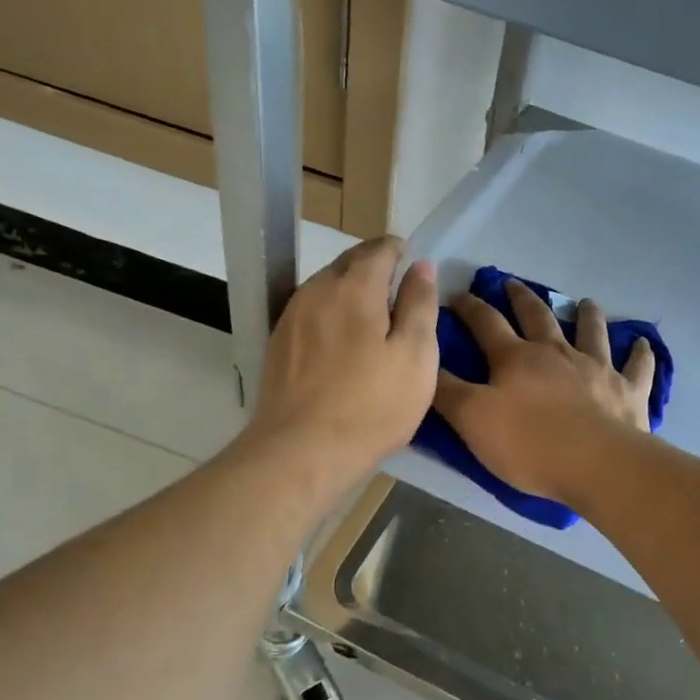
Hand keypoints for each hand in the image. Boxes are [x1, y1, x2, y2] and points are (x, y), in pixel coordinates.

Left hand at [242, 237, 438, 495]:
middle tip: (396, 292)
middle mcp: (316, 290)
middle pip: (348, 263)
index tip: (412, 265)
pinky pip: (310, 313)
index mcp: (355, 286)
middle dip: (373, 267)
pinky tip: (340, 342)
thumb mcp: (416, 356)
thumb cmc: (371, 405)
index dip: (399, 251)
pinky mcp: (278, 344)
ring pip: (326, 287)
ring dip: (349, 291)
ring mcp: (291, 316)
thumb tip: (421, 266)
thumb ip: (420, 305)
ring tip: (371, 318)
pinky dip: (329, 315)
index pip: (379, 249)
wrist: (300, 451)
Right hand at [433, 280, 654, 505]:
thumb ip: (446, 391)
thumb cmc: (529, 444)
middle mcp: (556, 353)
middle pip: (537, 317)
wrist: (596, 464)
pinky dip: (640, 353)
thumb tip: (426, 360)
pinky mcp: (628, 391)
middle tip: (513, 284)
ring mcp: (597, 368)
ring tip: (585, 302)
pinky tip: (643, 343)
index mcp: (516, 358)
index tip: (457, 294)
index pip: (486, 323)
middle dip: (521, 298)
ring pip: (591, 331)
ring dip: (586, 315)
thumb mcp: (472, 420)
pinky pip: (637, 366)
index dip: (469, 306)